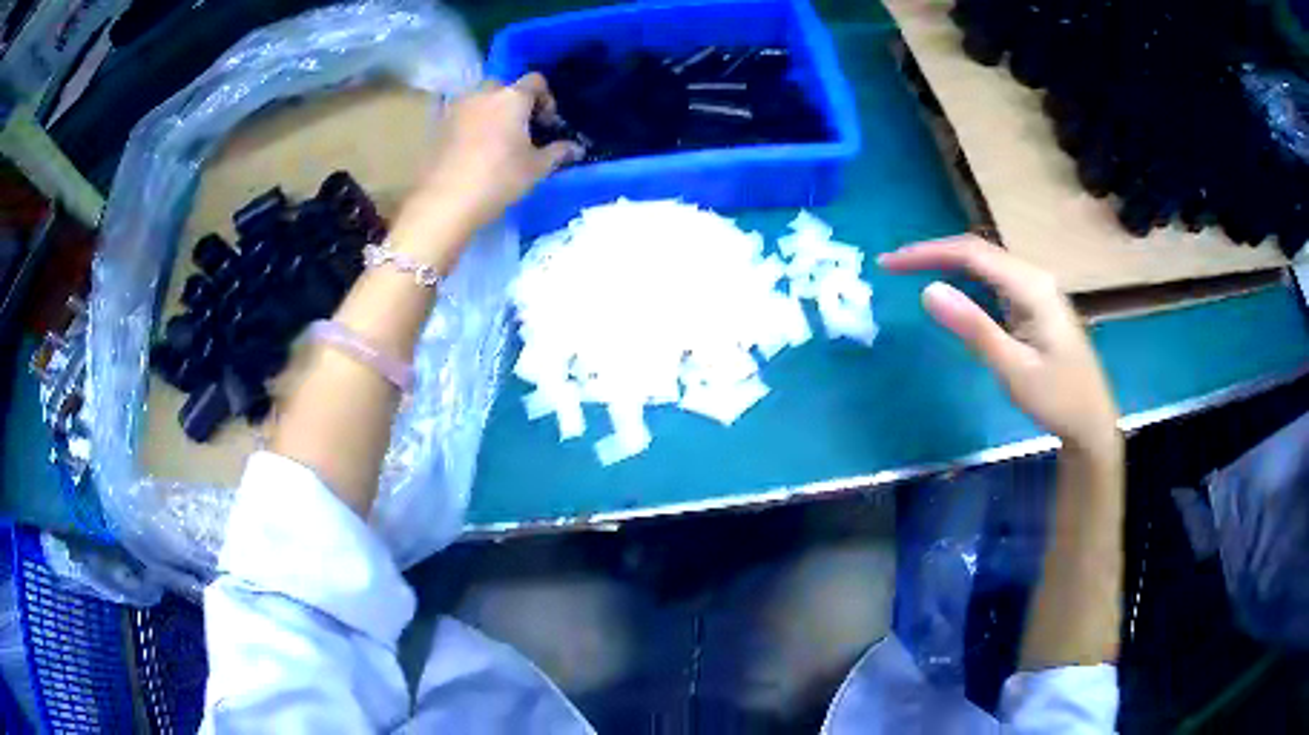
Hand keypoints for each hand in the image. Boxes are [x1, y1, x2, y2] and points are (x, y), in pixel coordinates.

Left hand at [390, 73, 582, 262]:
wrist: (445, 201)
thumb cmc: (498, 179)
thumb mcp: (536, 168)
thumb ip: (558, 153)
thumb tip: (576, 148)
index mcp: (512, 97)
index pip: (536, 81)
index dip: (546, 99)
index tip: (547, 123)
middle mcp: (483, 93)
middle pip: (504, 87)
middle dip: (515, 102)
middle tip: (521, 130)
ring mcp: (457, 107)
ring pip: (480, 100)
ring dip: (491, 112)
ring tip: (495, 140)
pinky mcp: (438, 124)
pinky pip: (461, 116)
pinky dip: (471, 125)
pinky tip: (473, 150)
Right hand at [879, 235, 1119, 454]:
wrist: (1091, 421)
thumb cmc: (1057, 400)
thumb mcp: (1014, 369)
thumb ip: (974, 328)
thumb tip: (927, 290)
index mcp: (1032, 286)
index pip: (972, 253)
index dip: (928, 252)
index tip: (890, 264)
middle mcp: (1034, 277)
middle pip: (978, 251)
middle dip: (933, 253)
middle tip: (892, 266)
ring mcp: (1036, 289)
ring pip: (985, 263)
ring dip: (947, 262)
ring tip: (911, 270)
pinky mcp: (1034, 304)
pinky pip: (994, 280)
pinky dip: (965, 278)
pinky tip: (951, 287)